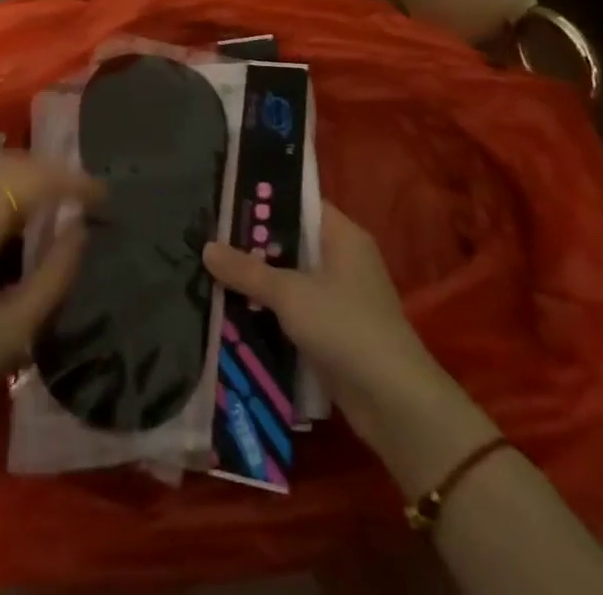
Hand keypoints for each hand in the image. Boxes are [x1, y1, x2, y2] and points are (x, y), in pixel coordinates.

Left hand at [0, 154, 101, 464]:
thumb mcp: (7, 335)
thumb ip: (52, 276)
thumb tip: (79, 230)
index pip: (34, 180)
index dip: (74, 182)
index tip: (105, 198)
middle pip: (9, 164)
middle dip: (50, 174)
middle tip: (82, 200)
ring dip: (21, 179)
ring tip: (50, 208)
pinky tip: (4, 219)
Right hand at [204, 203, 459, 468]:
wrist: (396, 405)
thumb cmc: (346, 327)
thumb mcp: (290, 293)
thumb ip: (247, 270)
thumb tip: (206, 247)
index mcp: (342, 236)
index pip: (299, 202)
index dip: (264, 198)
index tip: (226, 197)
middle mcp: (343, 259)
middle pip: (291, 241)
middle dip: (253, 243)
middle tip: (208, 235)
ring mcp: (340, 297)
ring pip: (290, 277)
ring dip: (258, 280)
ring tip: (211, 270)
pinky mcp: (334, 331)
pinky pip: (294, 309)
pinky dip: (270, 310)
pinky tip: (234, 310)